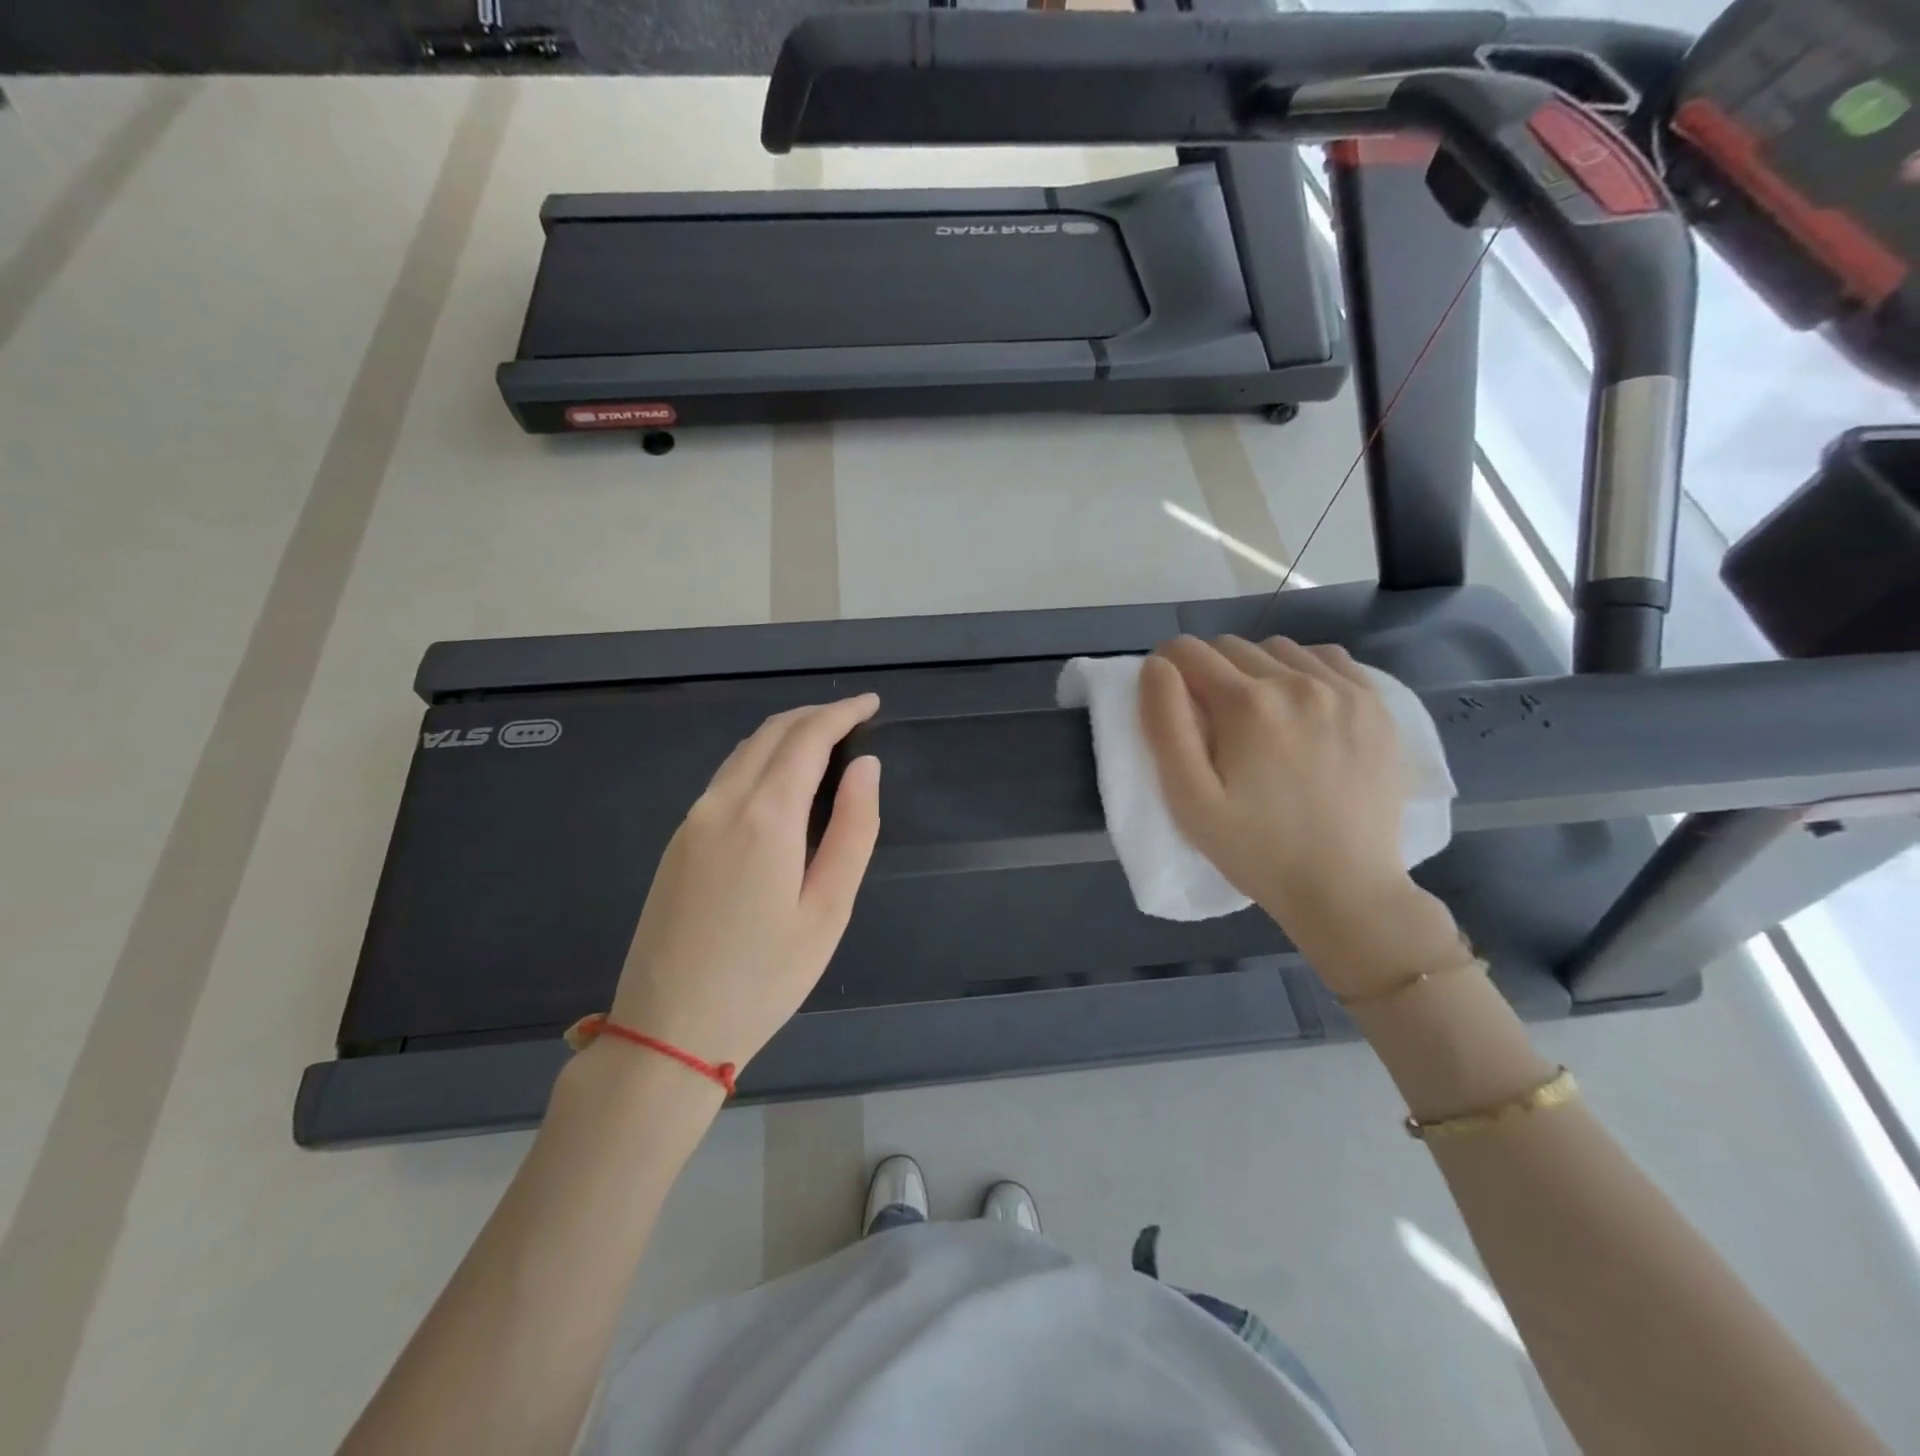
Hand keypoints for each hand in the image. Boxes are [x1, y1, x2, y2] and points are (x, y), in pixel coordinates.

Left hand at [607, 694, 881, 1072]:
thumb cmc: (764, 978)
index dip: (841, 713)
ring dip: (785, 734)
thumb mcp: (828, 909)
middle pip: (771, 734)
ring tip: (824, 740)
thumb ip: (853, 829)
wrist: (668, 1031)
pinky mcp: (678, 841)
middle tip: (853, 717)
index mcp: (765, 817)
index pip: (807, 738)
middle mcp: (722, 804)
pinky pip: (725, 778)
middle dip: (814, 715)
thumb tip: (866, 767)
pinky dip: (760, 759)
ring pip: (743, 752)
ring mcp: (692, 821)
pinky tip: (780, 780)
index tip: (871, 704)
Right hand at [1140, 636, 1460, 992]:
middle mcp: (1297, 681)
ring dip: (1255, 669)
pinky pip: (1327, 658)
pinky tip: (1300, 706)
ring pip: (1278, 649)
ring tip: (1257, 715)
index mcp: (1246, 704)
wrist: (1346, 889)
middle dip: (1208, 671)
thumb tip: (1156, 667)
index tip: (1170, 700)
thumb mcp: (1189, 800)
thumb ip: (1165, 725)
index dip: (1167, 669)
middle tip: (1211, 720)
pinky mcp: (1377, 704)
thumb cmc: (1255, 850)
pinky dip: (1303, 669)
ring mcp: (1344, 689)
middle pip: (1231, 646)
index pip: (1188, 652)